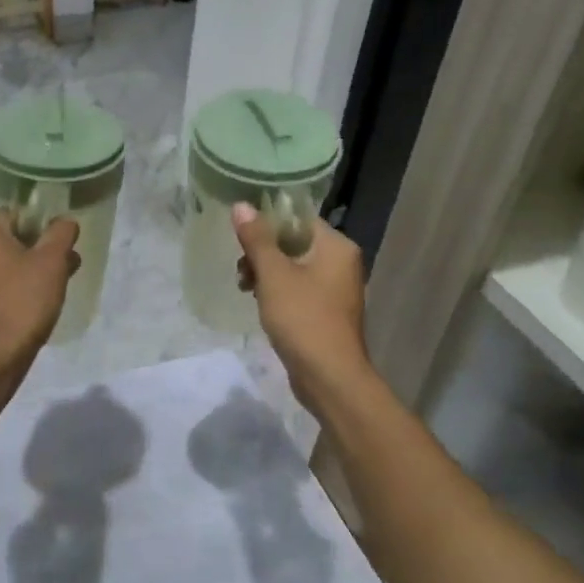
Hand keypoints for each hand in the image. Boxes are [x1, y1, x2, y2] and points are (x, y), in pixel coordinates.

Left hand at [0, 210, 80, 366]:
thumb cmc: (23, 301)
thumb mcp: (52, 262)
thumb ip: (61, 233)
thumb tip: (65, 221)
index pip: (18, 213)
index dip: (44, 227)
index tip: (62, 248)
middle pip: (11, 237)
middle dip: (40, 249)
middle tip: (65, 268)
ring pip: (5, 260)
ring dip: (30, 268)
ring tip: (55, 287)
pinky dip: (15, 285)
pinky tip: (34, 302)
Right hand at [232, 204, 369, 406]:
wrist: (329, 377)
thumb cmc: (303, 318)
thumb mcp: (274, 275)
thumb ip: (257, 239)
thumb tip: (242, 205)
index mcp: (336, 247)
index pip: (299, 219)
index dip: (267, 223)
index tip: (242, 237)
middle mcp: (341, 263)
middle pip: (294, 243)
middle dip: (263, 253)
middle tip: (242, 270)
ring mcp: (336, 289)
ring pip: (294, 268)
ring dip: (267, 274)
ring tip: (246, 289)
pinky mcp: (327, 312)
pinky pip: (299, 290)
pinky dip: (279, 292)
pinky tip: (261, 305)